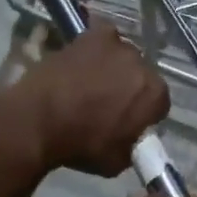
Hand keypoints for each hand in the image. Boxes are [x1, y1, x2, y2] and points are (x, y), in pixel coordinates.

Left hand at [6, 18, 168, 176]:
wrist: (37, 121)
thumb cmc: (80, 145)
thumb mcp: (118, 161)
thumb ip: (133, 144)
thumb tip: (131, 137)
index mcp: (155, 95)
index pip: (159, 103)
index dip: (144, 113)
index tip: (129, 121)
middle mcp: (142, 64)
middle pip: (141, 75)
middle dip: (130, 87)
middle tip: (108, 102)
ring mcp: (116, 45)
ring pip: (122, 56)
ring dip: (113, 66)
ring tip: (90, 81)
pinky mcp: (90, 35)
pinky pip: (103, 37)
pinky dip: (97, 46)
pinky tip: (83, 60)